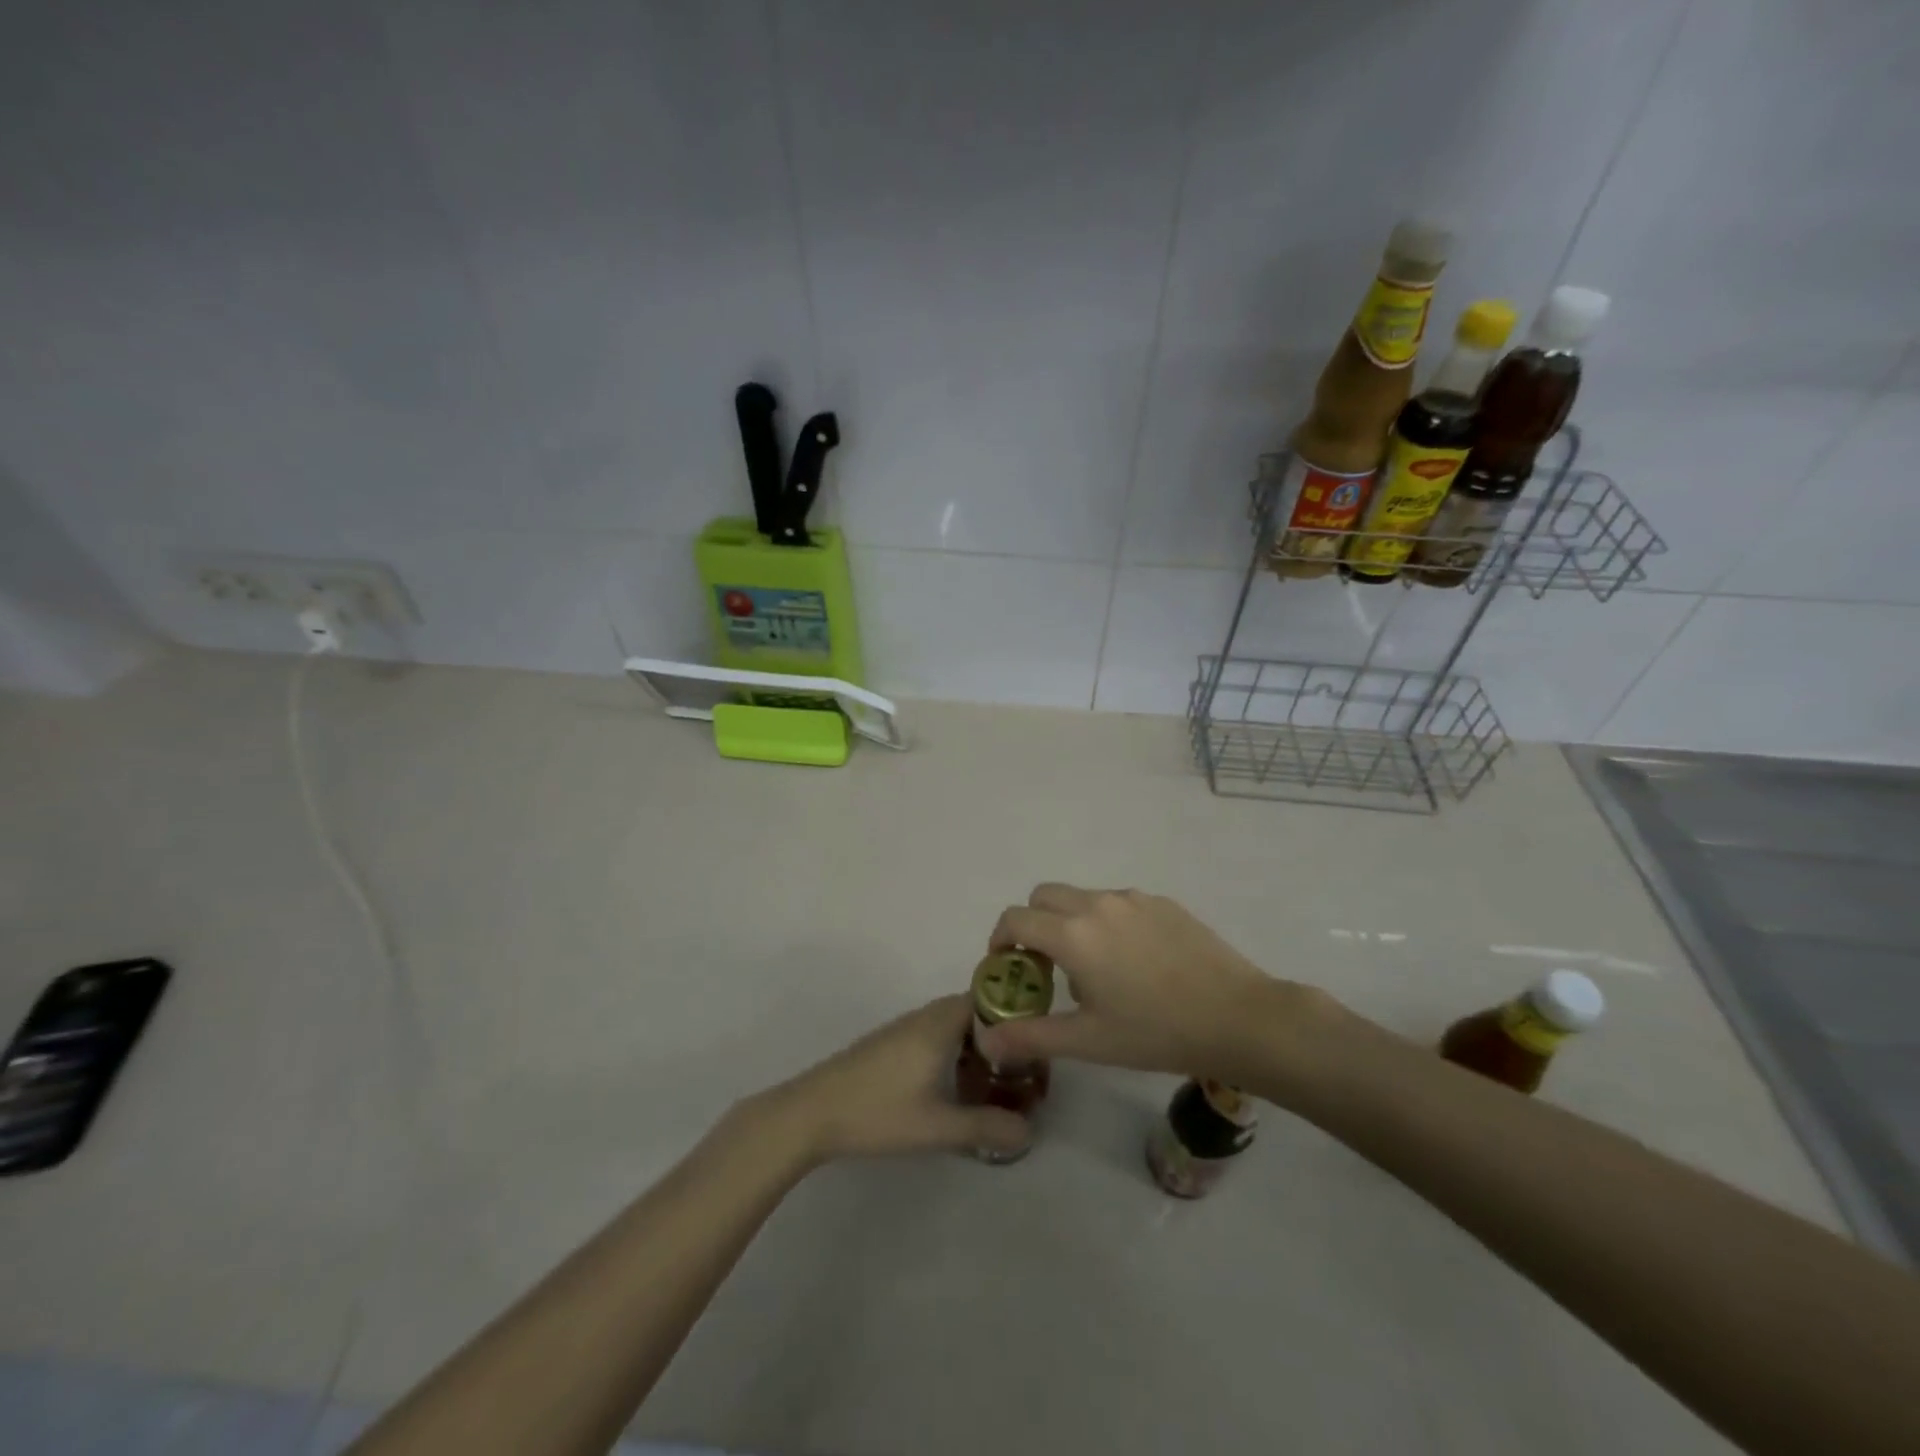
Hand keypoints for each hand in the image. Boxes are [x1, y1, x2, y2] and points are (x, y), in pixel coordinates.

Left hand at [765, 995, 1028, 1163]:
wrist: (812, 1112)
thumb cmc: (879, 1111)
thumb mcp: (938, 1126)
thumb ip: (986, 1128)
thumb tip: (1028, 1132)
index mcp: (940, 1022)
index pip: (989, 998)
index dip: (1015, 1016)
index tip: (1036, 1045)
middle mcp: (925, 1016)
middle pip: (973, 1011)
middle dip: (999, 1036)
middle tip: (1021, 1070)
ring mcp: (904, 1028)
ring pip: (952, 1025)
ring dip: (975, 1045)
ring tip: (994, 1082)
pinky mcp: (890, 1044)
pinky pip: (935, 1035)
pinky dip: (954, 1052)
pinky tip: (953, 1087)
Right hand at [976, 884, 1329, 1083]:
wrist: (1239, 1017)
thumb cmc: (1157, 1032)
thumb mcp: (1089, 1041)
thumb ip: (1032, 1036)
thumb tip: (986, 1041)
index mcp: (1073, 934)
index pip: (1016, 918)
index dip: (1001, 939)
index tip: (1006, 966)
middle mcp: (1098, 904)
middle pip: (1044, 896)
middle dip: (1032, 923)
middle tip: (1044, 965)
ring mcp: (1133, 899)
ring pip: (1083, 897)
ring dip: (1070, 921)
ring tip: (1093, 967)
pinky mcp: (1163, 903)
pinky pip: (1118, 903)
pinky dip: (1107, 922)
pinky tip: (1134, 962)